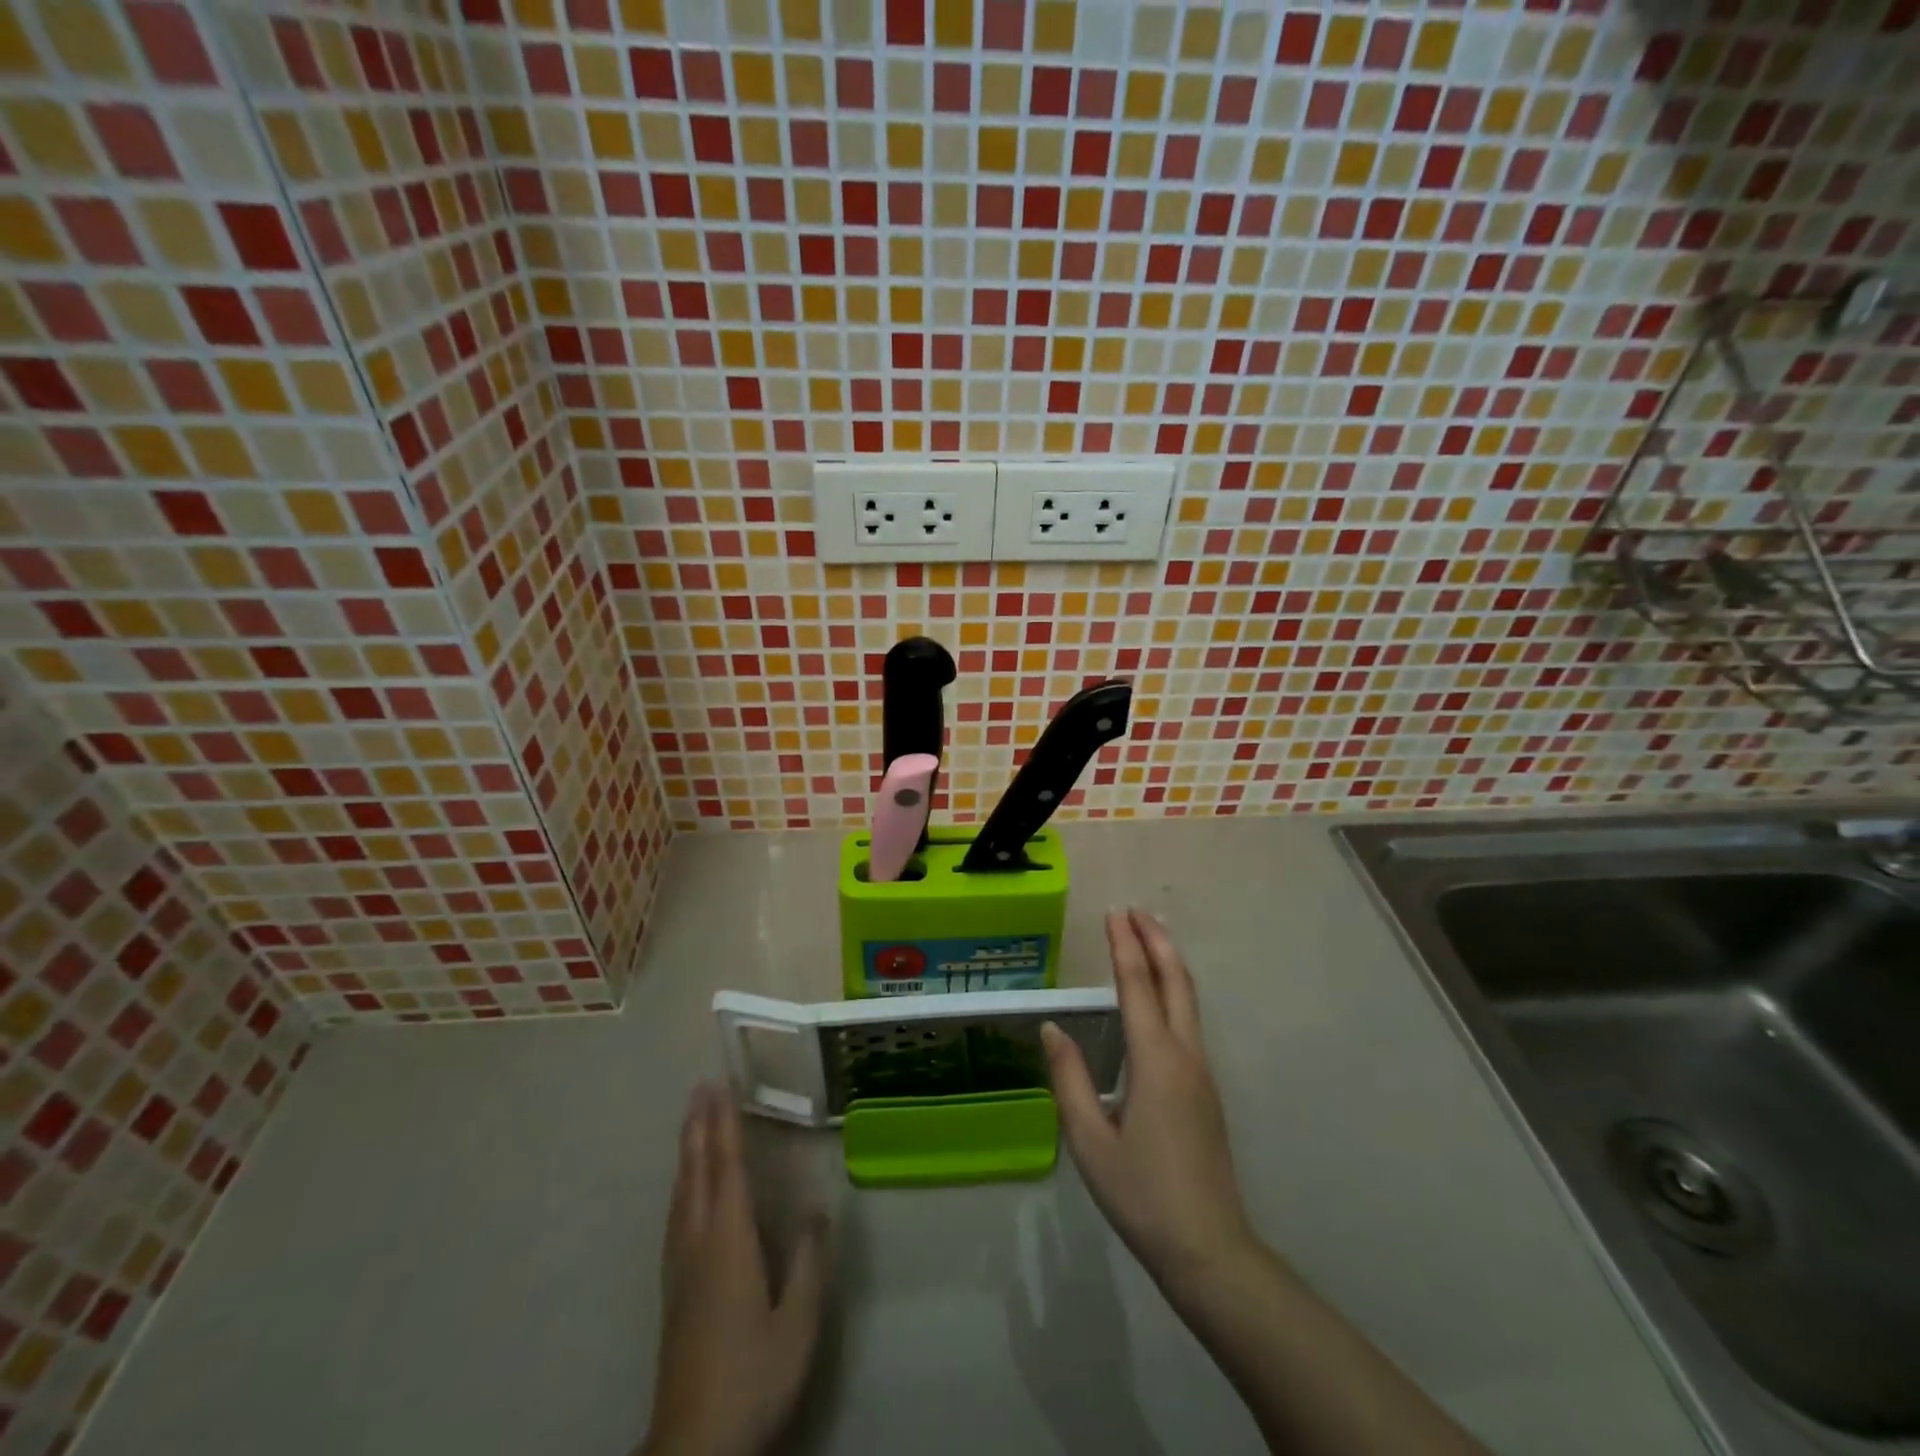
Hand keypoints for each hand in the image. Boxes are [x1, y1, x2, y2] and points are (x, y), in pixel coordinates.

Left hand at [641, 1085, 826, 1455]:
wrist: (693, 1445)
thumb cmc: (752, 1377)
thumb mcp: (798, 1322)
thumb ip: (809, 1260)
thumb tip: (819, 1205)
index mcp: (728, 1241)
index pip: (726, 1167)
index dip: (725, 1123)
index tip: (720, 1085)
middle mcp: (697, 1242)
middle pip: (696, 1171)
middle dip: (699, 1125)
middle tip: (700, 1086)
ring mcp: (680, 1265)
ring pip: (681, 1191)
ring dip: (688, 1149)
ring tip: (692, 1121)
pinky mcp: (672, 1288)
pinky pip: (676, 1213)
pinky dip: (682, 1182)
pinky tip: (684, 1189)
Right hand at [1044, 908, 1254, 1300]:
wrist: (1209, 1248)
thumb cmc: (1142, 1194)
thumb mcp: (1089, 1141)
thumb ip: (1069, 1079)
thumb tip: (1052, 1029)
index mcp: (1155, 1061)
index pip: (1138, 986)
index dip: (1124, 946)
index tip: (1114, 912)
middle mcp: (1185, 1055)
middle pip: (1176, 981)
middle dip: (1156, 940)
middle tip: (1135, 910)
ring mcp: (1202, 1071)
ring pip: (1189, 999)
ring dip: (1169, 960)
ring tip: (1149, 935)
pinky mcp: (1206, 1088)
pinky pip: (1190, 1020)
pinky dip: (1175, 988)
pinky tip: (1161, 994)